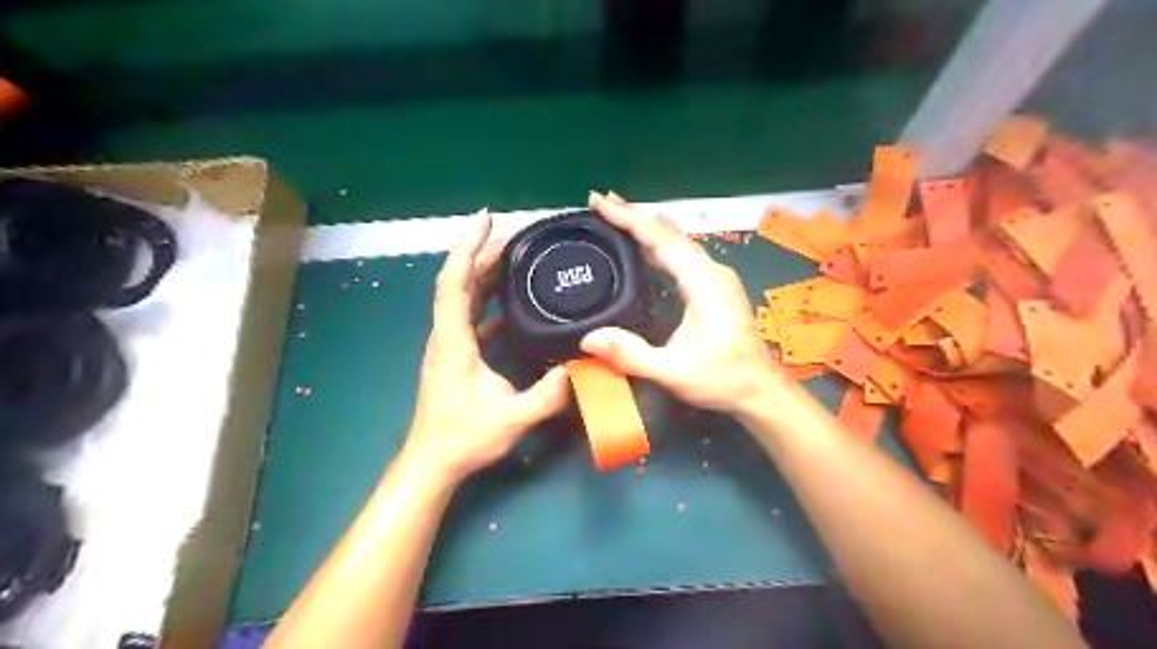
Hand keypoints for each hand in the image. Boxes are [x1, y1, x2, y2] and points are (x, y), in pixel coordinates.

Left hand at [403, 211, 570, 483]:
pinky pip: (470, 315)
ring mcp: (449, 344)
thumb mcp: (514, 417)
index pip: (455, 281)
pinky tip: (509, 299)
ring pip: (464, 297)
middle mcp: (446, 335)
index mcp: (454, 340)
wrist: (432, 462)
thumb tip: (583, 367)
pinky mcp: (455, 354)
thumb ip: (550, 393)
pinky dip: (487, 299)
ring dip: (484, 273)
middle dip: (483, 252)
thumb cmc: (464, 437)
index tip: (486, 219)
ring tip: (513, 256)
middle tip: (515, 234)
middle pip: (461, 281)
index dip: (468, 246)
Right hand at [580, 191, 784, 414]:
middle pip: (669, 233)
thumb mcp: (673, 372)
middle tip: (599, 204)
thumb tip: (588, 338)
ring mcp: (715, 277)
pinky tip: (642, 249)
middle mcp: (712, 271)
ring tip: (614, 217)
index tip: (600, 202)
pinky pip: (682, 255)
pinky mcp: (714, 286)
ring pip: (676, 242)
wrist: (760, 390)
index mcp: (704, 283)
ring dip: (646, 228)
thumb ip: (631, 354)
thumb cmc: (722, 379)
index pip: (662, 239)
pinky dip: (658, 245)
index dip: (629, 218)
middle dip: (634, 216)